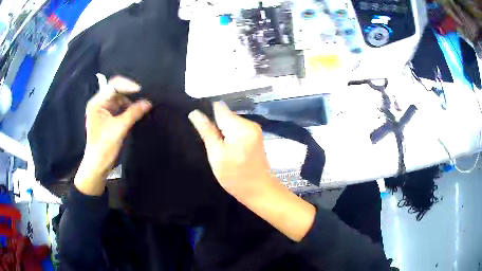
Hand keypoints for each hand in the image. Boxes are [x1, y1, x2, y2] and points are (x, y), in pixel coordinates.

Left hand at [74, 75, 151, 195]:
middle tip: (143, 97)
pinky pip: (118, 107)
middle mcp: (98, 103)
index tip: (141, 91)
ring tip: (141, 106)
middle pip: (115, 90)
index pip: (113, 86)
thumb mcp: (119, 128)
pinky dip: (127, 108)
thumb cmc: (104, 147)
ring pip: (118, 99)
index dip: (128, 85)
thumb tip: (148, 103)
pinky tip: (135, 111)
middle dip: (129, 93)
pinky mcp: (106, 118)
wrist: (97, 165)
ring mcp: (102, 110)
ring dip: (129, 101)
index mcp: (97, 103)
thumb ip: (133, 113)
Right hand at [188, 102, 274, 199]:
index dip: (206, 113)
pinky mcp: (255, 135)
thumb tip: (194, 113)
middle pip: (225, 115)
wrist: (259, 190)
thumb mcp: (216, 155)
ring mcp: (254, 129)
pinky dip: (229, 135)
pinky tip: (227, 148)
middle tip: (209, 142)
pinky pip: (237, 129)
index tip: (200, 125)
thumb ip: (207, 132)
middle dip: (215, 124)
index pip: (218, 107)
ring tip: (217, 146)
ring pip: (230, 122)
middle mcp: (249, 123)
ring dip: (222, 131)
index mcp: (240, 126)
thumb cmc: (236, 176)